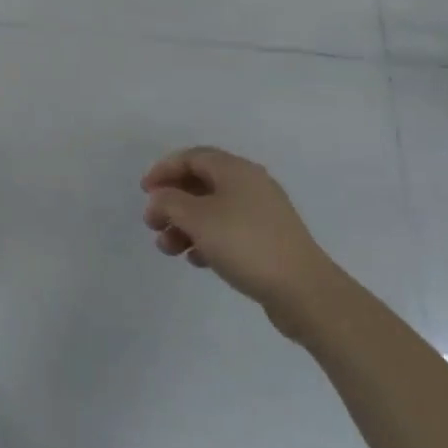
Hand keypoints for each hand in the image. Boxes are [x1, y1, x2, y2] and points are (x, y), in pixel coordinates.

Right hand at [141, 146, 339, 327]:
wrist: (304, 291)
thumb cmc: (245, 244)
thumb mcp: (197, 218)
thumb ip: (169, 202)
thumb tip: (159, 199)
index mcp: (235, 170)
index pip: (192, 157)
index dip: (164, 170)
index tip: (144, 192)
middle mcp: (250, 184)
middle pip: (200, 184)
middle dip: (172, 202)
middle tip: (153, 223)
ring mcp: (262, 214)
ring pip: (212, 210)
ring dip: (185, 225)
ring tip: (169, 249)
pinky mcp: (268, 240)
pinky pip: (228, 231)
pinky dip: (206, 240)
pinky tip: (196, 260)